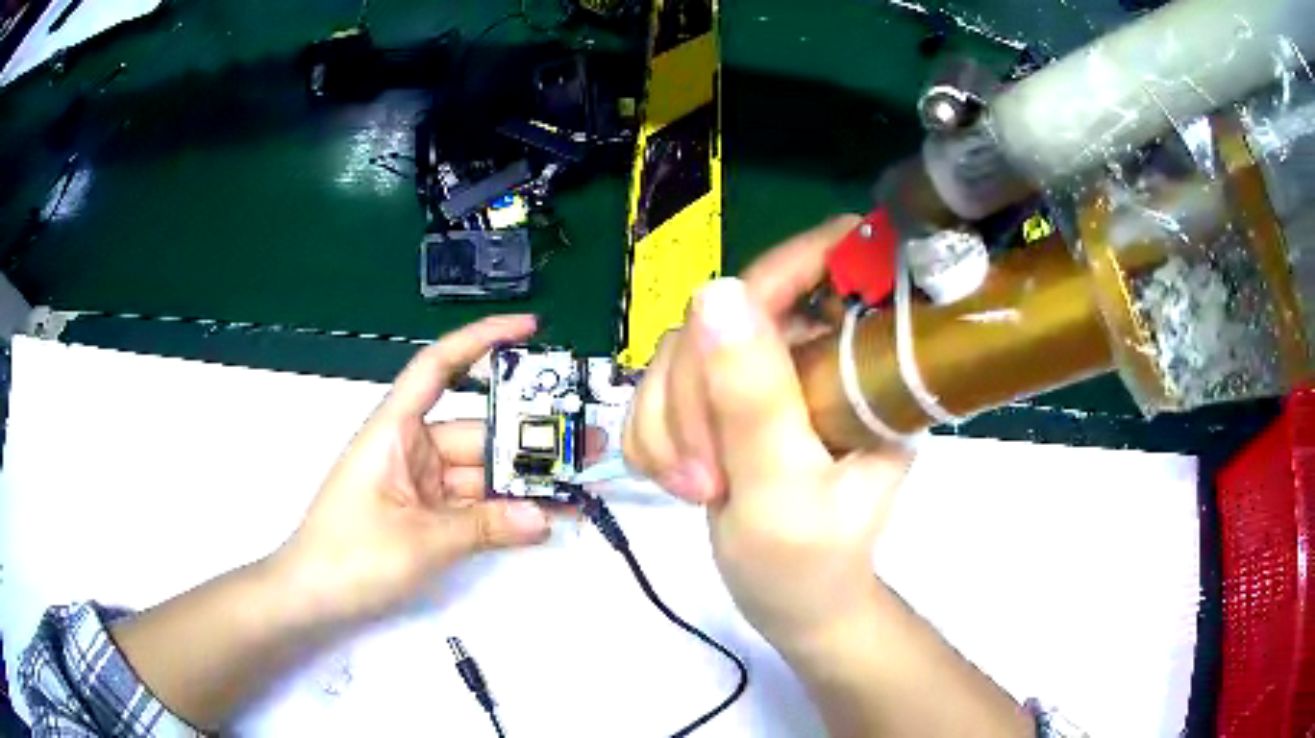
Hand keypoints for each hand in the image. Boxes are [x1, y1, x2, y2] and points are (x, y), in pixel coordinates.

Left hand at [274, 315, 551, 625]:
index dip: (481, 340)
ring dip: (523, 482)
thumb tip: (544, 518)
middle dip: (529, 438)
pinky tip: (543, 514)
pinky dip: (504, 511)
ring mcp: (420, 484)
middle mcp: (411, 448)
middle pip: (477, 431)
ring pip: (481, 473)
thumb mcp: (420, 542)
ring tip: (578, 484)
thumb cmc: (349, 556)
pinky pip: (473, 504)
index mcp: (395, 430)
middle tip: (587, 444)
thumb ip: (485, 527)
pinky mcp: (427, 514)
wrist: (312, 598)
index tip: (529, 329)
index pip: (438, 367)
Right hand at [623, 218, 911, 646]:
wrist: (789, 605)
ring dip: (667, 423)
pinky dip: (652, 435)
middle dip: (694, 397)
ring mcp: (764, 374)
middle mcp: (812, 355)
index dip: (773, 276)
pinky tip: (675, 478)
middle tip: (704, 476)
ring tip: (695, 488)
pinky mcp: (723, 398)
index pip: (820, 272)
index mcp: (859, 368)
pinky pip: (659, 386)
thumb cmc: (808, 565)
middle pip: (724, 315)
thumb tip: (716, 291)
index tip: (716, 329)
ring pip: (680, 351)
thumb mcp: (783, 490)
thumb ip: (753, 398)